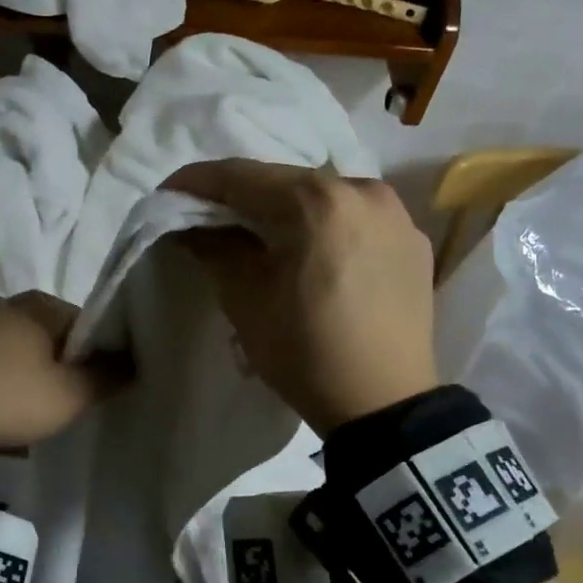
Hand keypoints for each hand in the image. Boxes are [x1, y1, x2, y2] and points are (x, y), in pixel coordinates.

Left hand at [0, 291, 126, 451]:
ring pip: (22, 351)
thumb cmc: (9, 396)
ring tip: (33, 413)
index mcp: (40, 303)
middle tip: (67, 403)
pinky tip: (2, 411)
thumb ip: (109, 376)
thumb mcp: (70, 394)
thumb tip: (134, 362)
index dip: (99, 357)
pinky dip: (3, 382)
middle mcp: (7, 303)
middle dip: (64, 367)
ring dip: (33, 377)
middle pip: (54, 338)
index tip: (97, 388)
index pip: (89, 325)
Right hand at [165, 159, 438, 434]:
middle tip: (208, 213)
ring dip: (286, 208)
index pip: (244, 176)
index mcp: (319, 201)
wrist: (385, 406)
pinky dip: (326, 225)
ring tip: (258, 231)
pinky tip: (309, 249)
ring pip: (325, 197)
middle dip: (243, 194)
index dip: (199, 181)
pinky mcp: (414, 241)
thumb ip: (214, 247)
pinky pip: (356, 219)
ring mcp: (397, 214)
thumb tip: (188, 223)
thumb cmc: (306, 351)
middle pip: (287, 181)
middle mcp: (365, 190)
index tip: (169, 192)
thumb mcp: (246, 299)